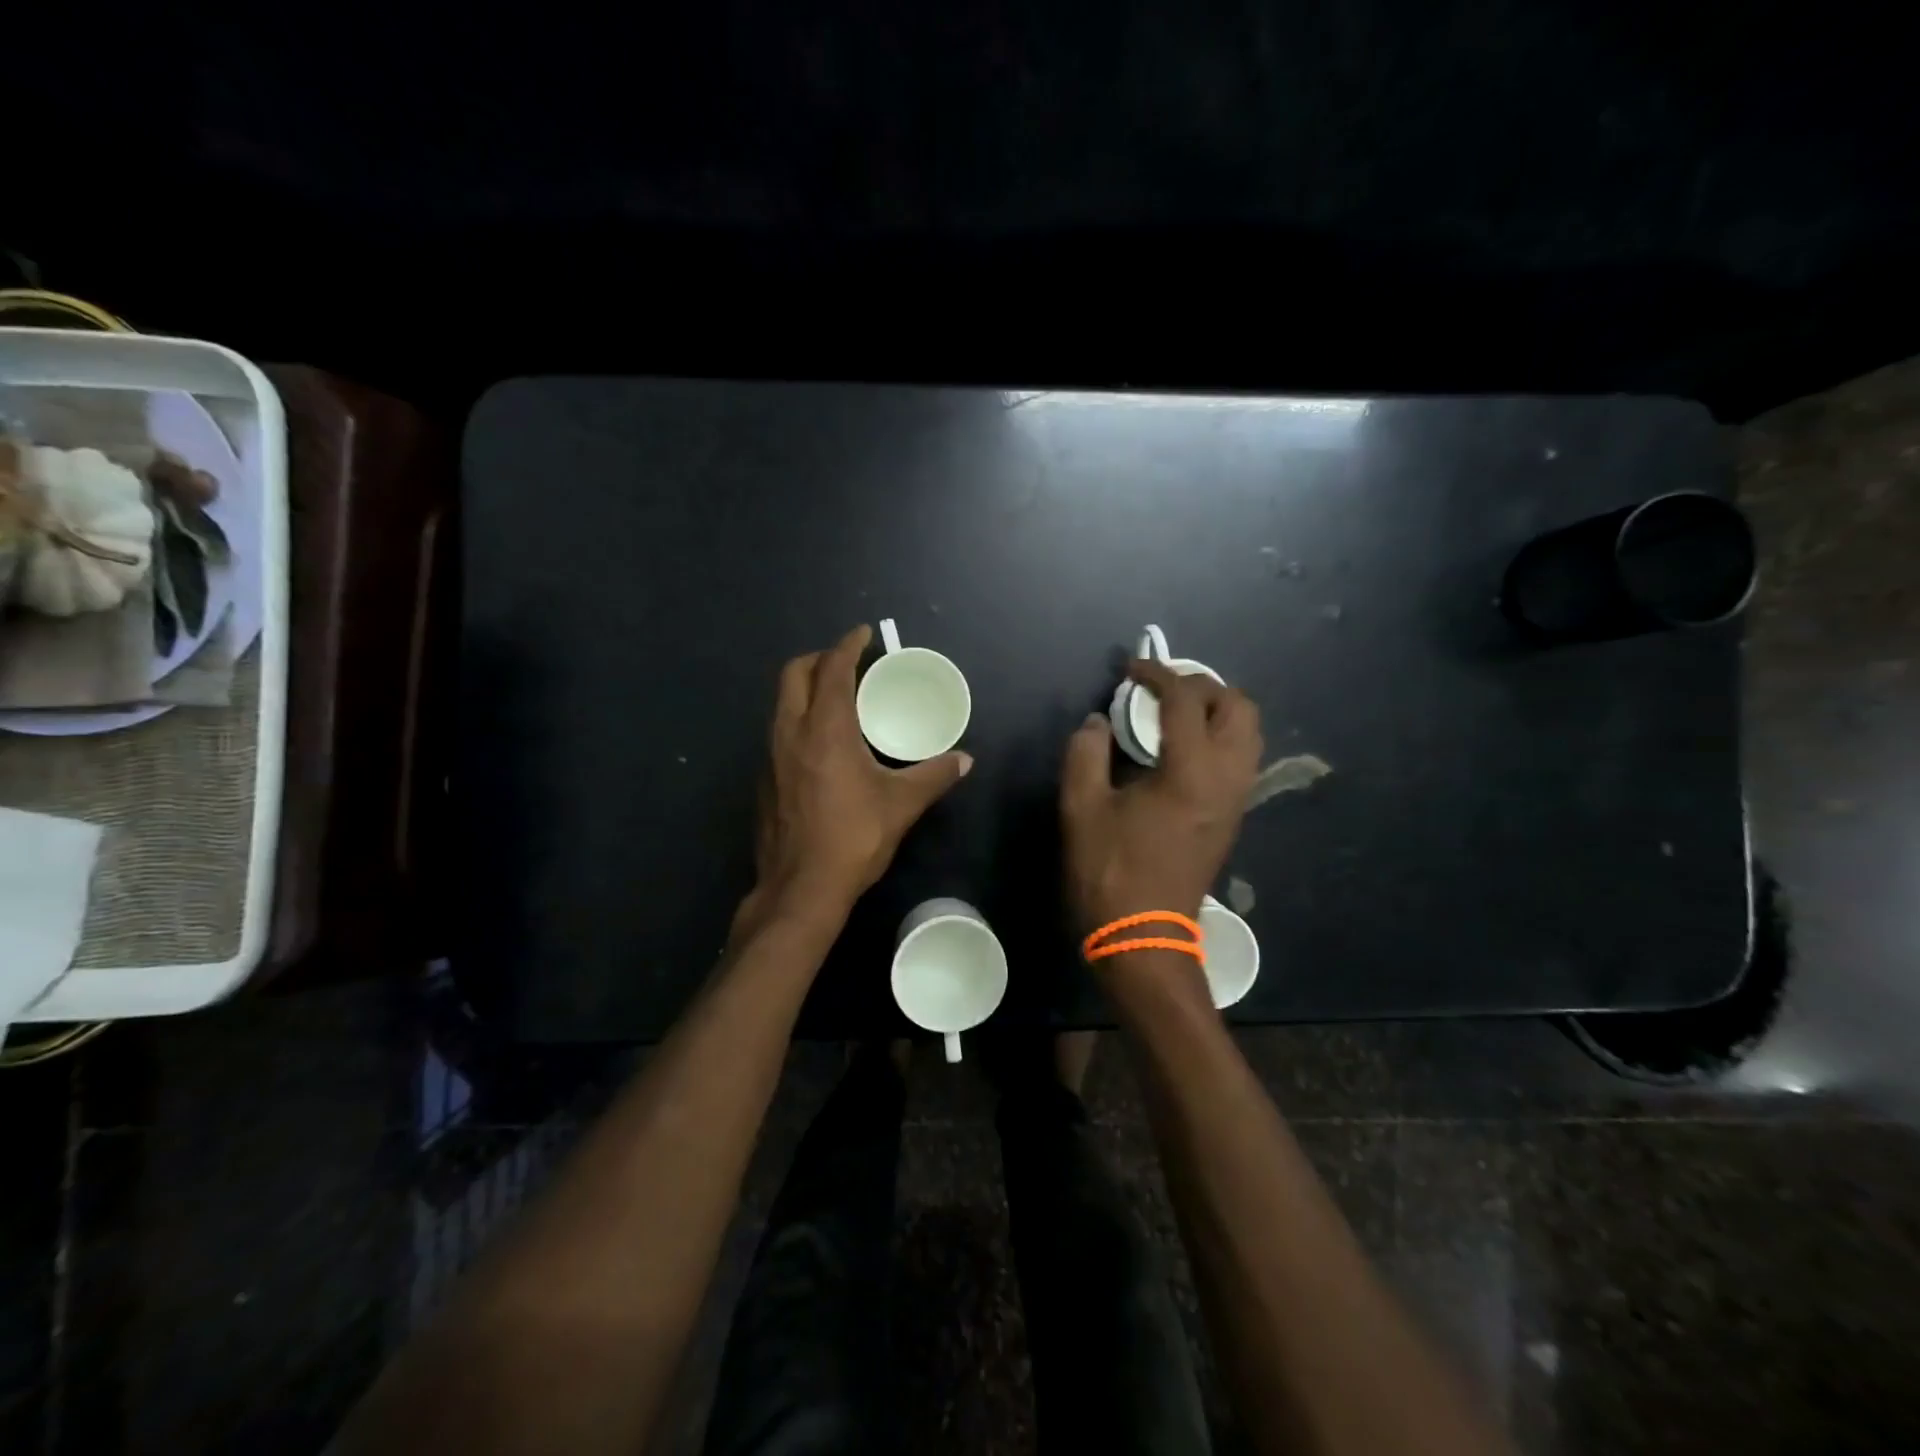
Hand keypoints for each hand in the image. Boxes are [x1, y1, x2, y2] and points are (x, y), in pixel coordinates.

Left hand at [746, 624, 971, 924]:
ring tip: (837, 698)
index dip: (848, 645)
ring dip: (806, 688)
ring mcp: (771, 755)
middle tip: (848, 663)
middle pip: (794, 673)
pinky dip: (798, 718)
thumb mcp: (901, 804)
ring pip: (782, 702)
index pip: (833, 668)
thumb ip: (934, 776)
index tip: (864, 635)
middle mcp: (791, 732)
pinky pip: (779, 730)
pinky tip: (820, 744)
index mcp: (825, 729)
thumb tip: (965, 760)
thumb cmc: (853, 838)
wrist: (800, 888)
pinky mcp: (764, 778)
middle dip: (820, 658)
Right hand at [1061, 660, 1262, 929]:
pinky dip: (1219, 737)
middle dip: (1203, 686)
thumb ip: (1086, 753)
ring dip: (1217, 711)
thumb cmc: (1110, 871)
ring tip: (1174, 714)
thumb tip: (1097, 723)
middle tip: (1162, 690)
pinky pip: (1241, 759)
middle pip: (1239, 708)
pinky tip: (1180, 749)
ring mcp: (1236, 801)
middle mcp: (1227, 779)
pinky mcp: (1232, 818)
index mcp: (1191, 771)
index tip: (1131, 670)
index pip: (1186, 700)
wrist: (1144, 938)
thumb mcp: (1082, 808)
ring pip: (1248, 734)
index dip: (1158, 674)